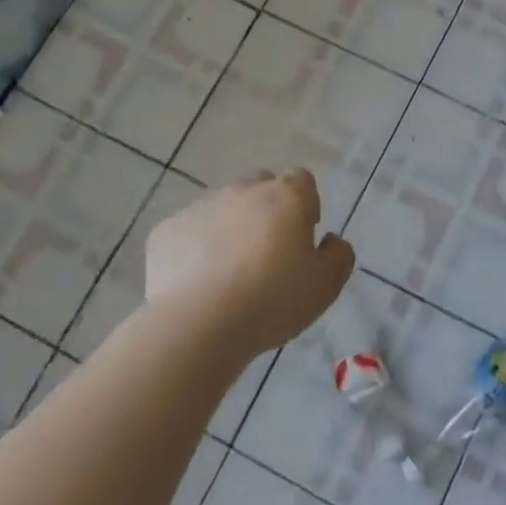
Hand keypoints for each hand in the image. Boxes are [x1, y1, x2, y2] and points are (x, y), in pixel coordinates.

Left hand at [144, 169, 354, 357]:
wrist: (198, 324)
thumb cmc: (272, 300)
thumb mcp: (326, 286)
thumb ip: (339, 256)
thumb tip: (330, 240)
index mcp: (286, 196)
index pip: (302, 181)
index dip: (305, 206)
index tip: (301, 239)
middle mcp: (242, 190)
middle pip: (260, 188)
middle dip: (265, 212)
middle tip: (266, 255)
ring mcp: (200, 207)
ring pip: (221, 208)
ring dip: (229, 229)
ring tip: (227, 275)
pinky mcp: (166, 231)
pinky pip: (188, 233)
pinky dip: (194, 249)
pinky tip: (197, 284)